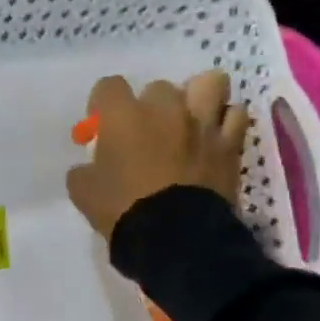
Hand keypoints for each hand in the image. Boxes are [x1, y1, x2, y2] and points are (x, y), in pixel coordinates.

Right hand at [66, 71, 250, 242]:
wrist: (175, 236)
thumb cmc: (122, 209)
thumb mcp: (83, 192)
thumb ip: (84, 171)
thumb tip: (89, 167)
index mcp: (124, 116)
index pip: (109, 86)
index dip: (103, 104)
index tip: (102, 125)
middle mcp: (165, 108)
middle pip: (158, 87)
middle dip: (151, 106)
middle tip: (147, 133)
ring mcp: (201, 123)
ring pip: (209, 84)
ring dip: (198, 97)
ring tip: (191, 120)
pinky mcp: (229, 144)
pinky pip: (236, 116)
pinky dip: (226, 123)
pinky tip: (215, 138)